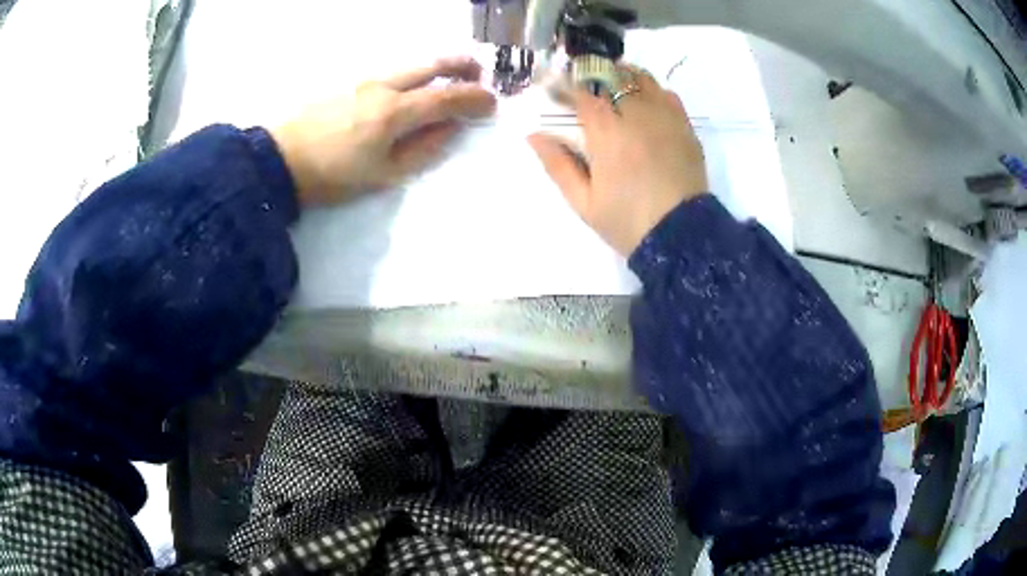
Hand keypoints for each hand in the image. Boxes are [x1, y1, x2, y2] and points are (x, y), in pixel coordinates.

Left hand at [272, 57, 496, 205]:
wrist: (280, 160)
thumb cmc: (332, 176)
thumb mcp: (383, 175)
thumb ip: (423, 149)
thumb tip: (451, 128)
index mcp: (394, 112)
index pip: (447, 98)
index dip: (474, 99)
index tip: (492, 103)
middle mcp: (383, 87)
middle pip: (431, 65)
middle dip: (461, 67)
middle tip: (478, 75)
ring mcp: (363, 80)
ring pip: (410, 65)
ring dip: (436, 68)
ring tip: (449, 78)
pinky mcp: (348, 82)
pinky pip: (390, 72)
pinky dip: (411, 75)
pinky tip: (410, 88)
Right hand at [527, 66, 707, 256]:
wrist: (681, 237)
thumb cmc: (627, 222)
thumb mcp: (584, 202)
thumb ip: (558, 165)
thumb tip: (533, 136)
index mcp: (607, 134)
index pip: (583, 92)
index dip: (566, 85)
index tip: (555, 87)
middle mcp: (637, 116)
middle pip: (612, 77)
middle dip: (592, 74)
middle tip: (582, 82)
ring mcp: (665, 119)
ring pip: (642, 79)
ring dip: (623, 75)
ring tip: (612, 83)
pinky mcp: (685, 128)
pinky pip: (668, 94)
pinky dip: (652, 89)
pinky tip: (644, 99)